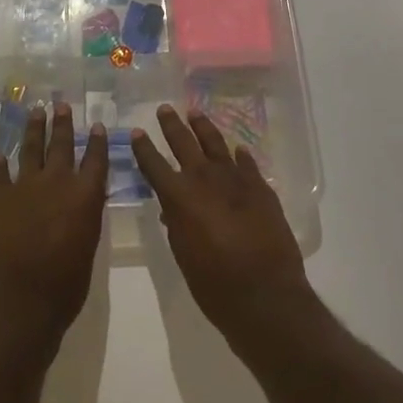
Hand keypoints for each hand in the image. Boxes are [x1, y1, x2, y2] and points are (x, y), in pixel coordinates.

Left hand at [0, 103, 108, 355]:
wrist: (19, 300)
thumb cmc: (64, 286)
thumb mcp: (87, 249)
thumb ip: (86, 218)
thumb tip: (85, 202)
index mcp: (85, 196)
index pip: (95, 160)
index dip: (97, 142)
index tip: (98, 125)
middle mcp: (56, 183)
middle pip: (61, 145)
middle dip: (63, 123)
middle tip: (62, 104)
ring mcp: (25, 187)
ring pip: (31, 149)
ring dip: (34, 129)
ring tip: (36, 111)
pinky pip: (0, 174)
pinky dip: (0, 165)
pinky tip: (0, 155)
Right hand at [130, 105, 313, 348]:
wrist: (265, 294)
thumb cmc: (214, 283)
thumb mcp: (183, 254)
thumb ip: (176, 225)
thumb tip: (171, 209)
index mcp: (179, 196)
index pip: (153, 163)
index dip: (143, 147)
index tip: (137, 132)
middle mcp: (204, 178)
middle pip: (184, 142)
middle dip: (172, 125)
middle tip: (165, 108)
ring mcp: (235, 179)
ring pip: (215, 143)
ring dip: (203, 126)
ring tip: (195, 112)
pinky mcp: (260, 187)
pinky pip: (246, 163)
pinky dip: (239, 155)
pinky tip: (237, 149)